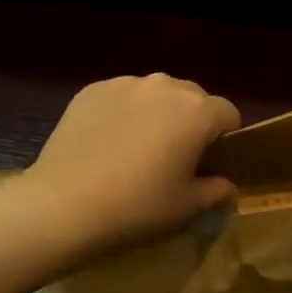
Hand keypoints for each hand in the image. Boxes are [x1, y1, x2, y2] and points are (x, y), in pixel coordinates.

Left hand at [20, 74, 240, 256]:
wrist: (62, 206)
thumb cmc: (137, 207)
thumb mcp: (187, 207)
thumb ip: (217, 191)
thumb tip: (228, 187)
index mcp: (197, 111)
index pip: (228, 114)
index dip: (226, 139)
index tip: (211, 164)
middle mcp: (165, 86)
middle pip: (193, 98)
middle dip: (192, 122)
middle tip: (176, 158)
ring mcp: (125, 84)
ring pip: (156, 94)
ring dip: (158, 114)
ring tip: (139, 149)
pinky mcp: (91, 90)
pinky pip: (122, 97)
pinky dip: (125, 113)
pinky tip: (108, 144)